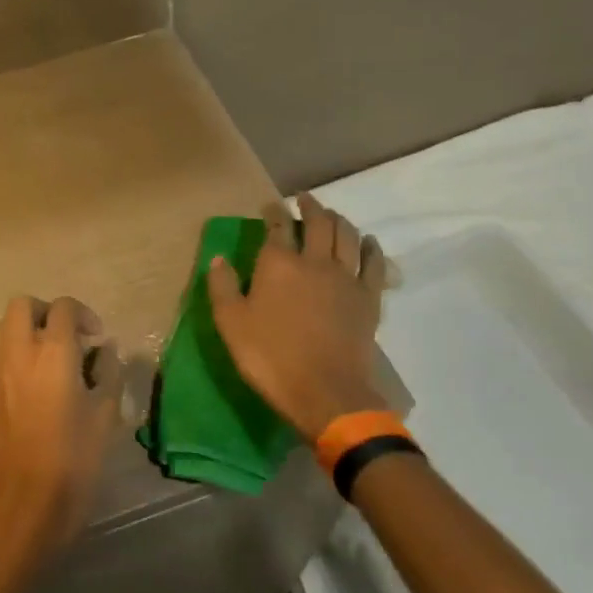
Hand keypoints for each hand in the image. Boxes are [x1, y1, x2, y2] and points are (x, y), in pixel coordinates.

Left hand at [0, 295, 121, 549]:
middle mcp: (17, 351)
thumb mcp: (106, 414)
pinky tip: (24, 386)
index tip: (94, 338)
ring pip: (1, 328)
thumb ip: (109, 371)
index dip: (83, 315)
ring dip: (23, 332)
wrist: (25, 502)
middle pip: (22, 305)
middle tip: (64, 337)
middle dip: (45, 312)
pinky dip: (8, 356)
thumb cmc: (74, 459)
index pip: (63, 307)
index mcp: (53, 352)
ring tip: (43, 360)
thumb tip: (104, 351)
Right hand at [205, 194, 394, 441]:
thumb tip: (218, 258)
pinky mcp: (369, 298)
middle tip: (305, 200)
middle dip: (311, 207)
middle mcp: (315, 261)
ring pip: (347, 236)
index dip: (274, 211)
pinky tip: (369, 242)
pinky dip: (371, 247)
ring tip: (333, 215)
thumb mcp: (231, 324)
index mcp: (278, 264)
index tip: (271, 205)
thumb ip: (223, 287)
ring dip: (339, 220)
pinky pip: (374, 263)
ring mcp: (347, 278)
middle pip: (318, 223)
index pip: (277, 225)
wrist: (325, 392)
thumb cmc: (270, 357)